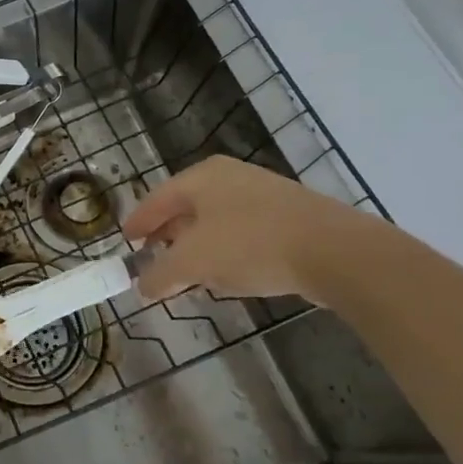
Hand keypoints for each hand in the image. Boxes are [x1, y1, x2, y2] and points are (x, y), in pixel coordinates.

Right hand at [123, 155, 375, 301]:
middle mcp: (230, 177)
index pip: (157, 198)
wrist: (335, 252)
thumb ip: (160, 274)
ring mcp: (263, 194)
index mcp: (202, 177)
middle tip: (153, 259)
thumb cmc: (250, 245)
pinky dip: (227, 252)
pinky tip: (227, 276)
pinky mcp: (290, 217)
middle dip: (168, 237)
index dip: (139, 222)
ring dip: (197, 248)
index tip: (127, 241)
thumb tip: (142, 286)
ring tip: (187, 274)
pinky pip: (243, 233)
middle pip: (186, 208)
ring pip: (216, 222)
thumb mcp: (192, 263)